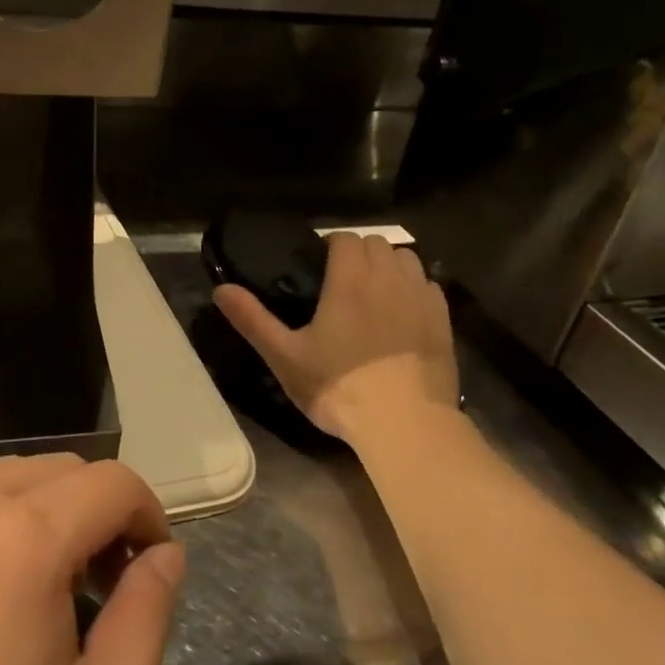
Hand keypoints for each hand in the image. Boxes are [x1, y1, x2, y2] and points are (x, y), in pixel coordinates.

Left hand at [0, 455, 183, 664]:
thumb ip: (147, 619)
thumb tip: (166, 555)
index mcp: (23, 538)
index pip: (112, 482)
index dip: (147, 516)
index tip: (151, 571)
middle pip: (63, 469)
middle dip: (99, 512)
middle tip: (101, 587)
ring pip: (10, 474)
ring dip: (47, 510)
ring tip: (45, 587)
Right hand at [215, 231, 459, 442]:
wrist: (406, 425)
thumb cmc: (340, 388)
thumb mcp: (285, 357)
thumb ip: (252, 319)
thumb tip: (221, 289)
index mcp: (350, 280)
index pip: (345, 238)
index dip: (330, 246)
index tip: (318, 267)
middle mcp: (388, 279)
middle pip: (377, 242)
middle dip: (358, 252)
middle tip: (341, 281)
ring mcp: (421, 298)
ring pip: (407, 258)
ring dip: (388, 265)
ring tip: (373, 292)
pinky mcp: (443, 321)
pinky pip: (429, 285)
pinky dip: (414, 288)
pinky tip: (402, 313)